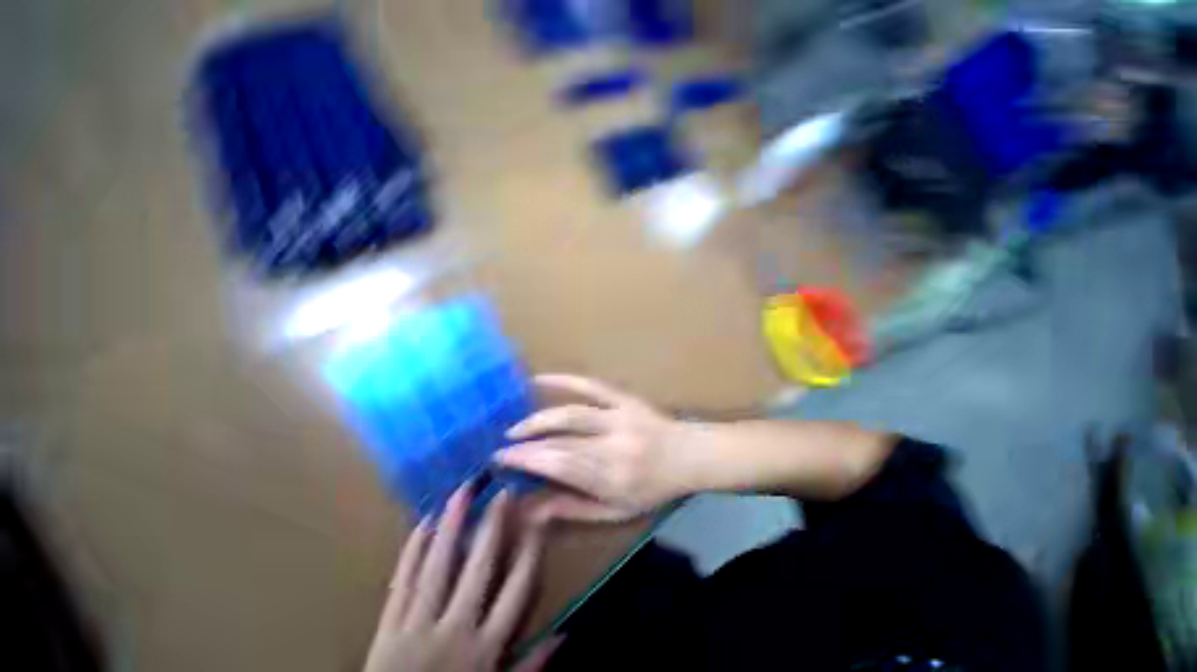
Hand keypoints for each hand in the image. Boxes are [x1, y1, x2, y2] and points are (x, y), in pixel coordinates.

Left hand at [364, 486, 560, 671]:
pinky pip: (401, 583)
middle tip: (503, 491)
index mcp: (485, 650)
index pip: (517, 591)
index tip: (539, 520)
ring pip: (437, 566)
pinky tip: (421, 523)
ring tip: (461, 491)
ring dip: (451, 524)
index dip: (530, 552)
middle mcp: (455, 630)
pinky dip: (411, 551)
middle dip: (493, 525)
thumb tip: (565, 633)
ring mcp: (417, 627)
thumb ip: (531, 666)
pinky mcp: (387, 628)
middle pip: (478, 568)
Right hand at [495, 374, 687, 522]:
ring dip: (539, 418)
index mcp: (613, 477)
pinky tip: (540, 378)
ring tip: (516, 426)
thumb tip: (531, 509)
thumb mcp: (616, 511)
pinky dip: (564, 379)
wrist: (687, 456)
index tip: (501, 460)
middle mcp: (614, 444)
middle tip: (502, 445)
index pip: (560, 466)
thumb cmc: (652, 489)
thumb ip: (573, 508)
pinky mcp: (624, 398)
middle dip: (527, 442)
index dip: (527, 461)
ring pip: (571, 413)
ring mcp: (619, 416)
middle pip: (561, 440)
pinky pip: (591, 384)